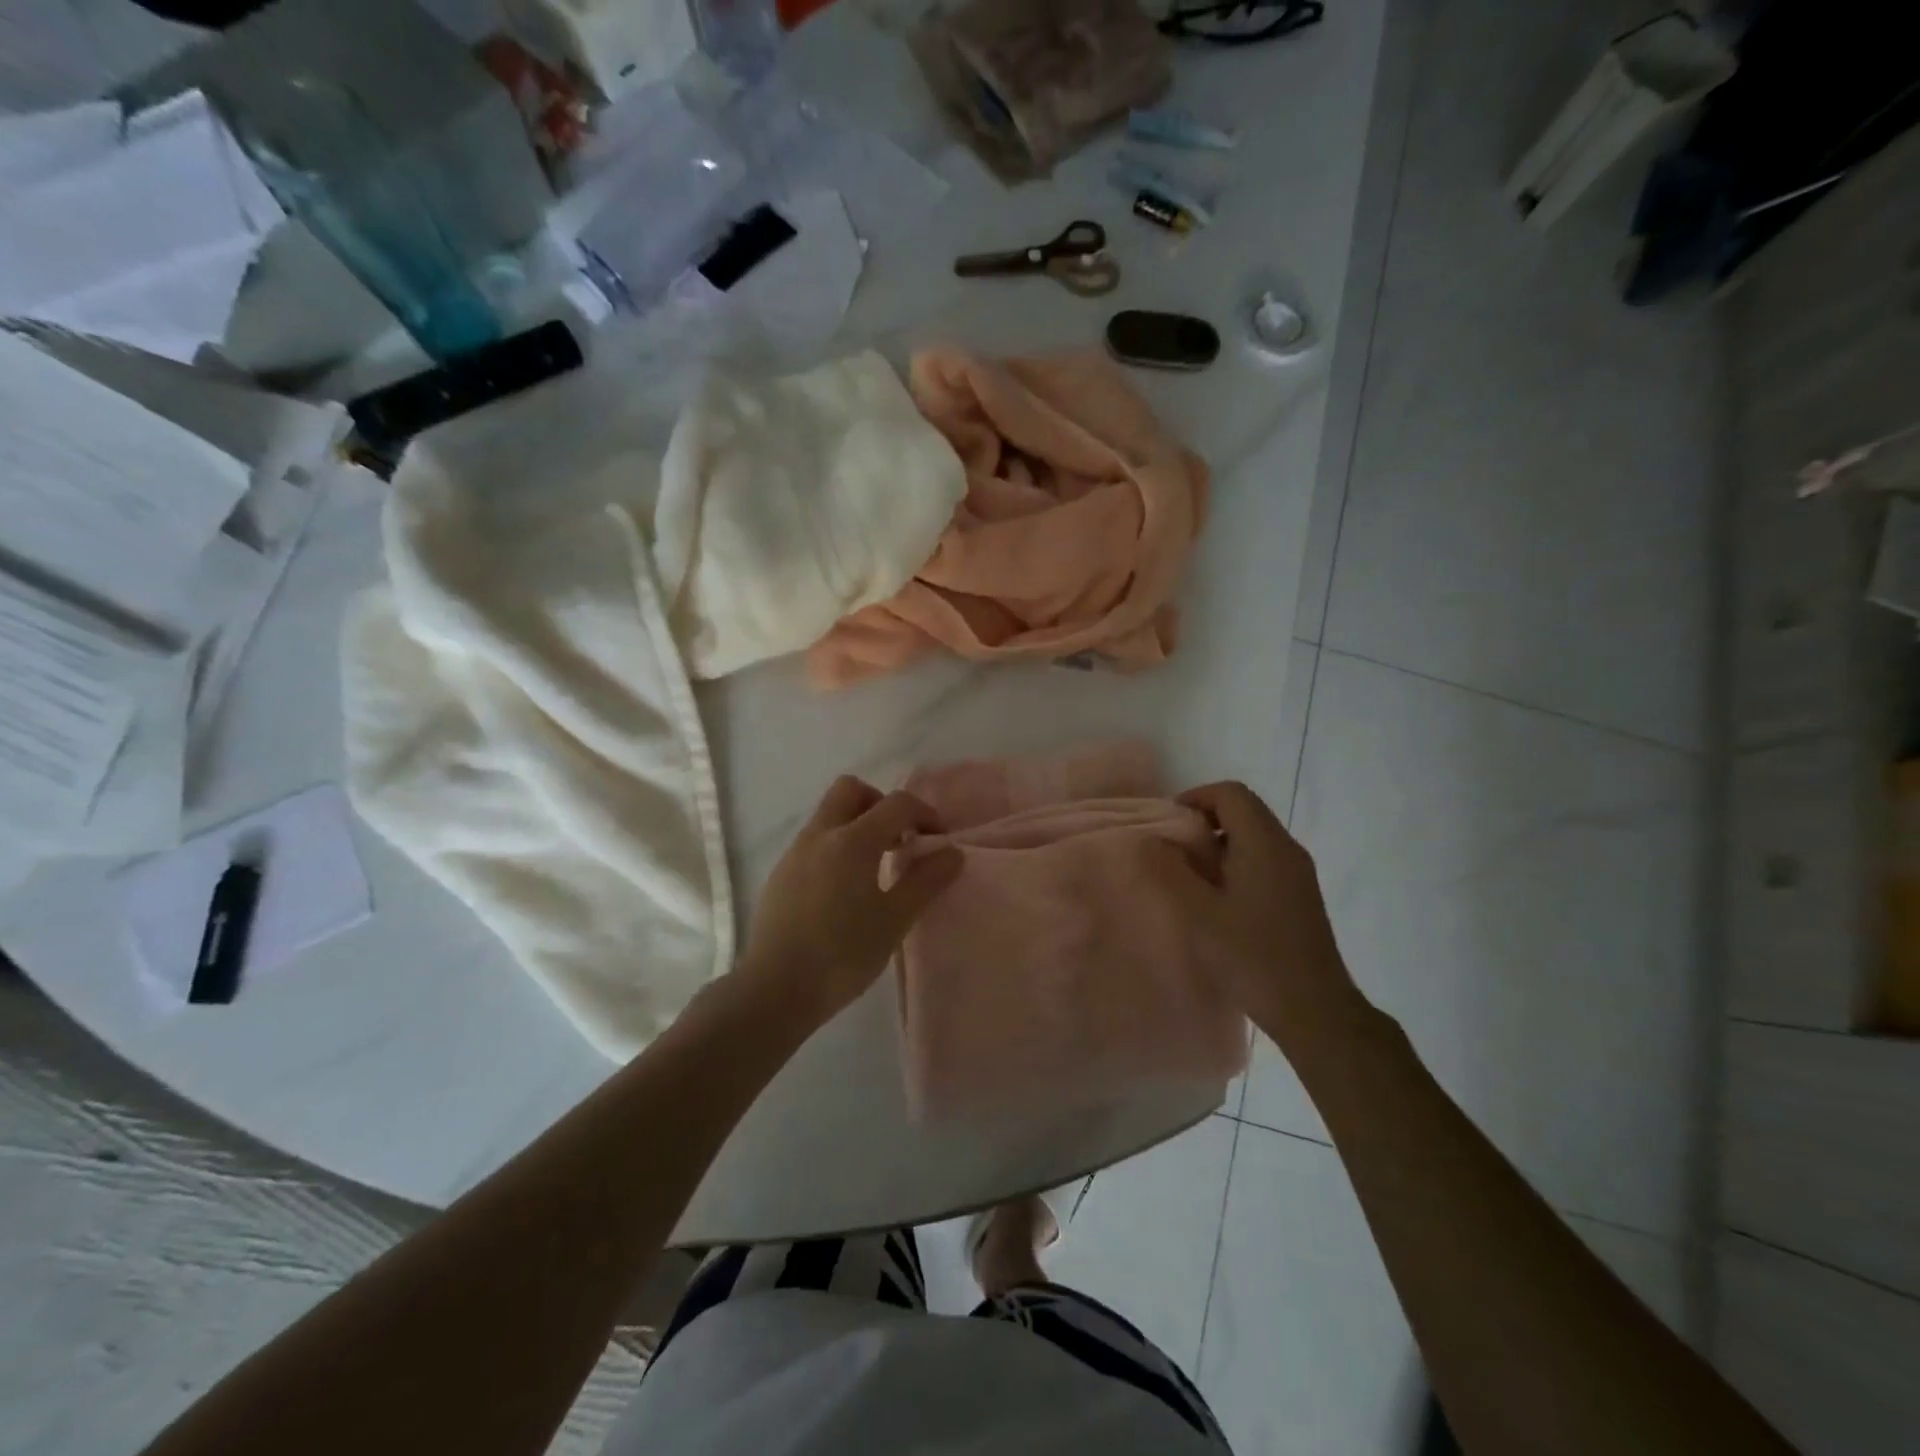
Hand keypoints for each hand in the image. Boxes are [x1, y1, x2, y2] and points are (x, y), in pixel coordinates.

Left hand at [738, 776, 962, 1025]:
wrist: (775, 990)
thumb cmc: (842, 954)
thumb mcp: (894, 920)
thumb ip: (926, 881)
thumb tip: (952, 852)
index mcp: (853, 840)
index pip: (896, 803)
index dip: (924, 813)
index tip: (937, 840)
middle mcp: (820, 834)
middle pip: (851, 790)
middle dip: (881, 804)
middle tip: (898, 840)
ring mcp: (795, 852)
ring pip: (829, 815)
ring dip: (857, 826)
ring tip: (875, 870)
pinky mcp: (780, 874)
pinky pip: (814, 842)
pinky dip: (836, 848)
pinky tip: (844, 891)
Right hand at [1157, 782, 1364, 1049]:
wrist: (1314, 1010)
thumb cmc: (1253, 957)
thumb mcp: (1199, 914)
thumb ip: (1170, 872)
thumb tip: (1151, 840)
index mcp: (1264, 844)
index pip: (1231, 794)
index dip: (1195, 797)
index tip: (1168, 824)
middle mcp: (1287, 849)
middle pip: (1244, 810)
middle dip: (1205, 820)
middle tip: (1173, 849)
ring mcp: (1298, 873)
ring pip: (1254, 836)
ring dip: (1220, 843)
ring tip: (1190, 875)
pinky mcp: (1301, 896)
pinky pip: (1264, 859)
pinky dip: (1236, 862)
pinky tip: (1219, 899)